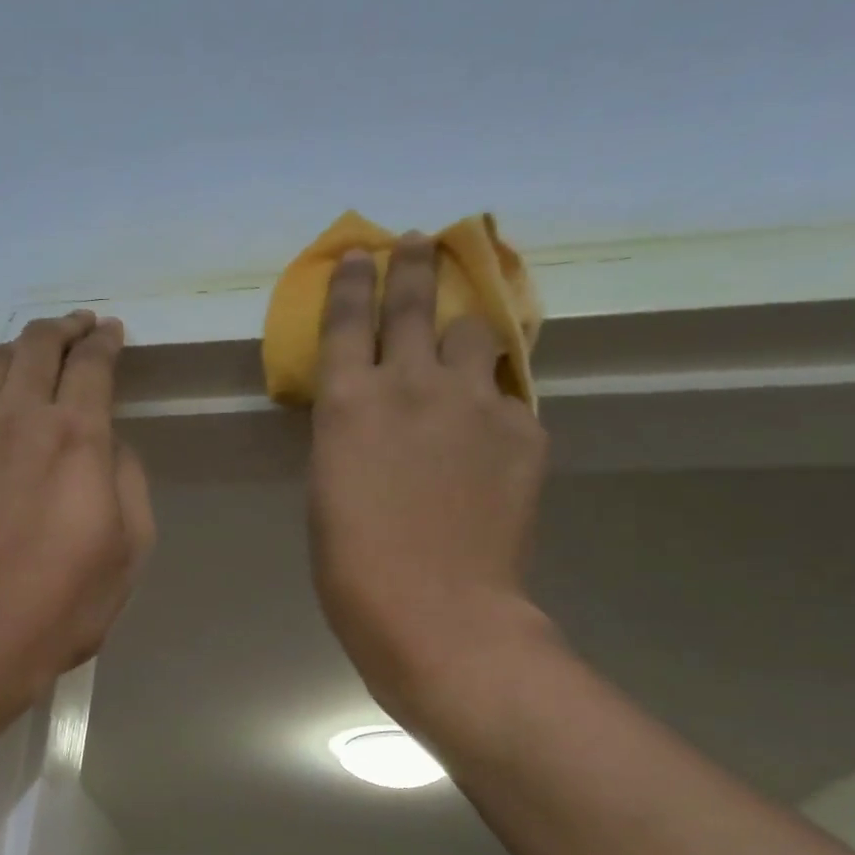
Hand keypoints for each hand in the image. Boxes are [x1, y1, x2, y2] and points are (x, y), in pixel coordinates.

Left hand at [0, 311, 154, 723]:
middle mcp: (17, 420)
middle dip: (63, 328)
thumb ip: (127, 483)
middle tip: (78, 327)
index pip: (92, 365)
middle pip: (37, 346)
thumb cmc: (56, 610)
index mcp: (75, 439)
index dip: (104, 341)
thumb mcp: (128, 554)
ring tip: (30, 356)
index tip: (111, 332)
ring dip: (16, 349)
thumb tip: (110, 447)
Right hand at [308, 233, 550, 733]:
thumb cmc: (354, 565)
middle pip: (415, 302)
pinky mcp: (524, 431)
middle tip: (420, 244)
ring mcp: (473, 403)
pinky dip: (493, 406)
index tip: (360, 255)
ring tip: (459, 352)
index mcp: (347, 403)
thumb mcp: (330, 488)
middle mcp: (410, 384)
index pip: (346, 319)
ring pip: (474, 335)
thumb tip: (375, 414)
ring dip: (462, 336)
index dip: (352, 282)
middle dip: (414, 266)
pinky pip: (507, 398)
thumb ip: (351, 434)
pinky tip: (488, 440)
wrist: (436, 610)